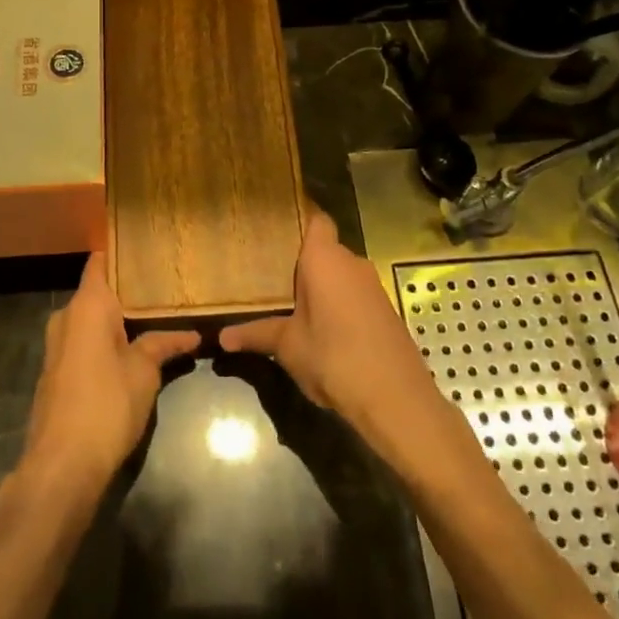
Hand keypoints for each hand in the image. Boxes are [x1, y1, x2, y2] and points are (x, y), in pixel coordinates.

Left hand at [20, 252, 199, 498]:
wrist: (62, 464)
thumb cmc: (106, 404)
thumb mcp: (143, 372)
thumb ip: (163, 345)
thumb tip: (193, 334)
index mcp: (86, 305)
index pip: (100, 262)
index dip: (121, 253)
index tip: (148, 248)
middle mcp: (66, 317)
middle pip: (98, 291)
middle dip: (128, 290)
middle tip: (165, 285)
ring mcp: (57, 346)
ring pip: (91, 319)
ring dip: (118, 319)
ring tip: (156, 314)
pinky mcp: (57, 372)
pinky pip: (84, 342)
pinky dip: (106, 339)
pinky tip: (132, 347)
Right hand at [219, 211, 443, 450]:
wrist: (396, 399)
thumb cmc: (334, 358)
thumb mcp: (288, 346)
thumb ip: (257, 334)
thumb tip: (222, 337)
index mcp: (325, 258)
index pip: (315, 219)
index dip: (298, 219)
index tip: (273, 228)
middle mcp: (352, 262)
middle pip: (325, 249)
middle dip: (302, 261)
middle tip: (269, 273)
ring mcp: (373, 286)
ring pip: (341, 273)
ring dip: (322, 285)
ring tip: (290, 301)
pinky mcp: (386, 310)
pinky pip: (355, 294)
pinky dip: (339, 303)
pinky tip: (322, 326)